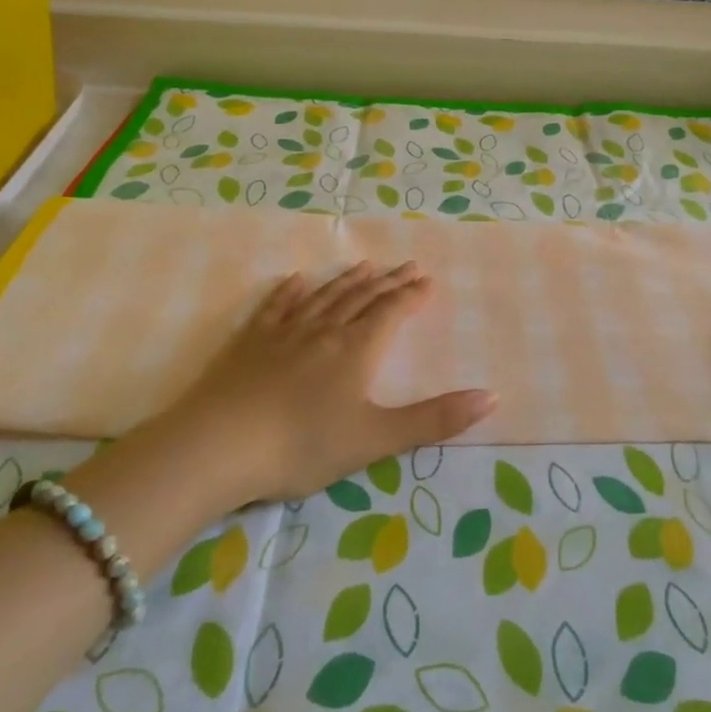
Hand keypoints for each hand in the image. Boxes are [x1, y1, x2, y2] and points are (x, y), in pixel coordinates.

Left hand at [158, 261, 494, 503]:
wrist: (218, 446)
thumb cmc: (302, 445)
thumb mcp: (376, 439)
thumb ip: (435, 419)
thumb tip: (492, 396)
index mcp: (356, 350)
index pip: (390, 312)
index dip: (411, 296)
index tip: (427, 280)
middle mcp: (324, 331)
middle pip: (361, 298)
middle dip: (387, 282)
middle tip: (407, 265)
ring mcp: (283, 333)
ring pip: (323, 298)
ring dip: (347, 281)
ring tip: (364, 265)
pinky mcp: (248, 343)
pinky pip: (274, 308)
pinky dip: (288, 292)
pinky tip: (295, 281)